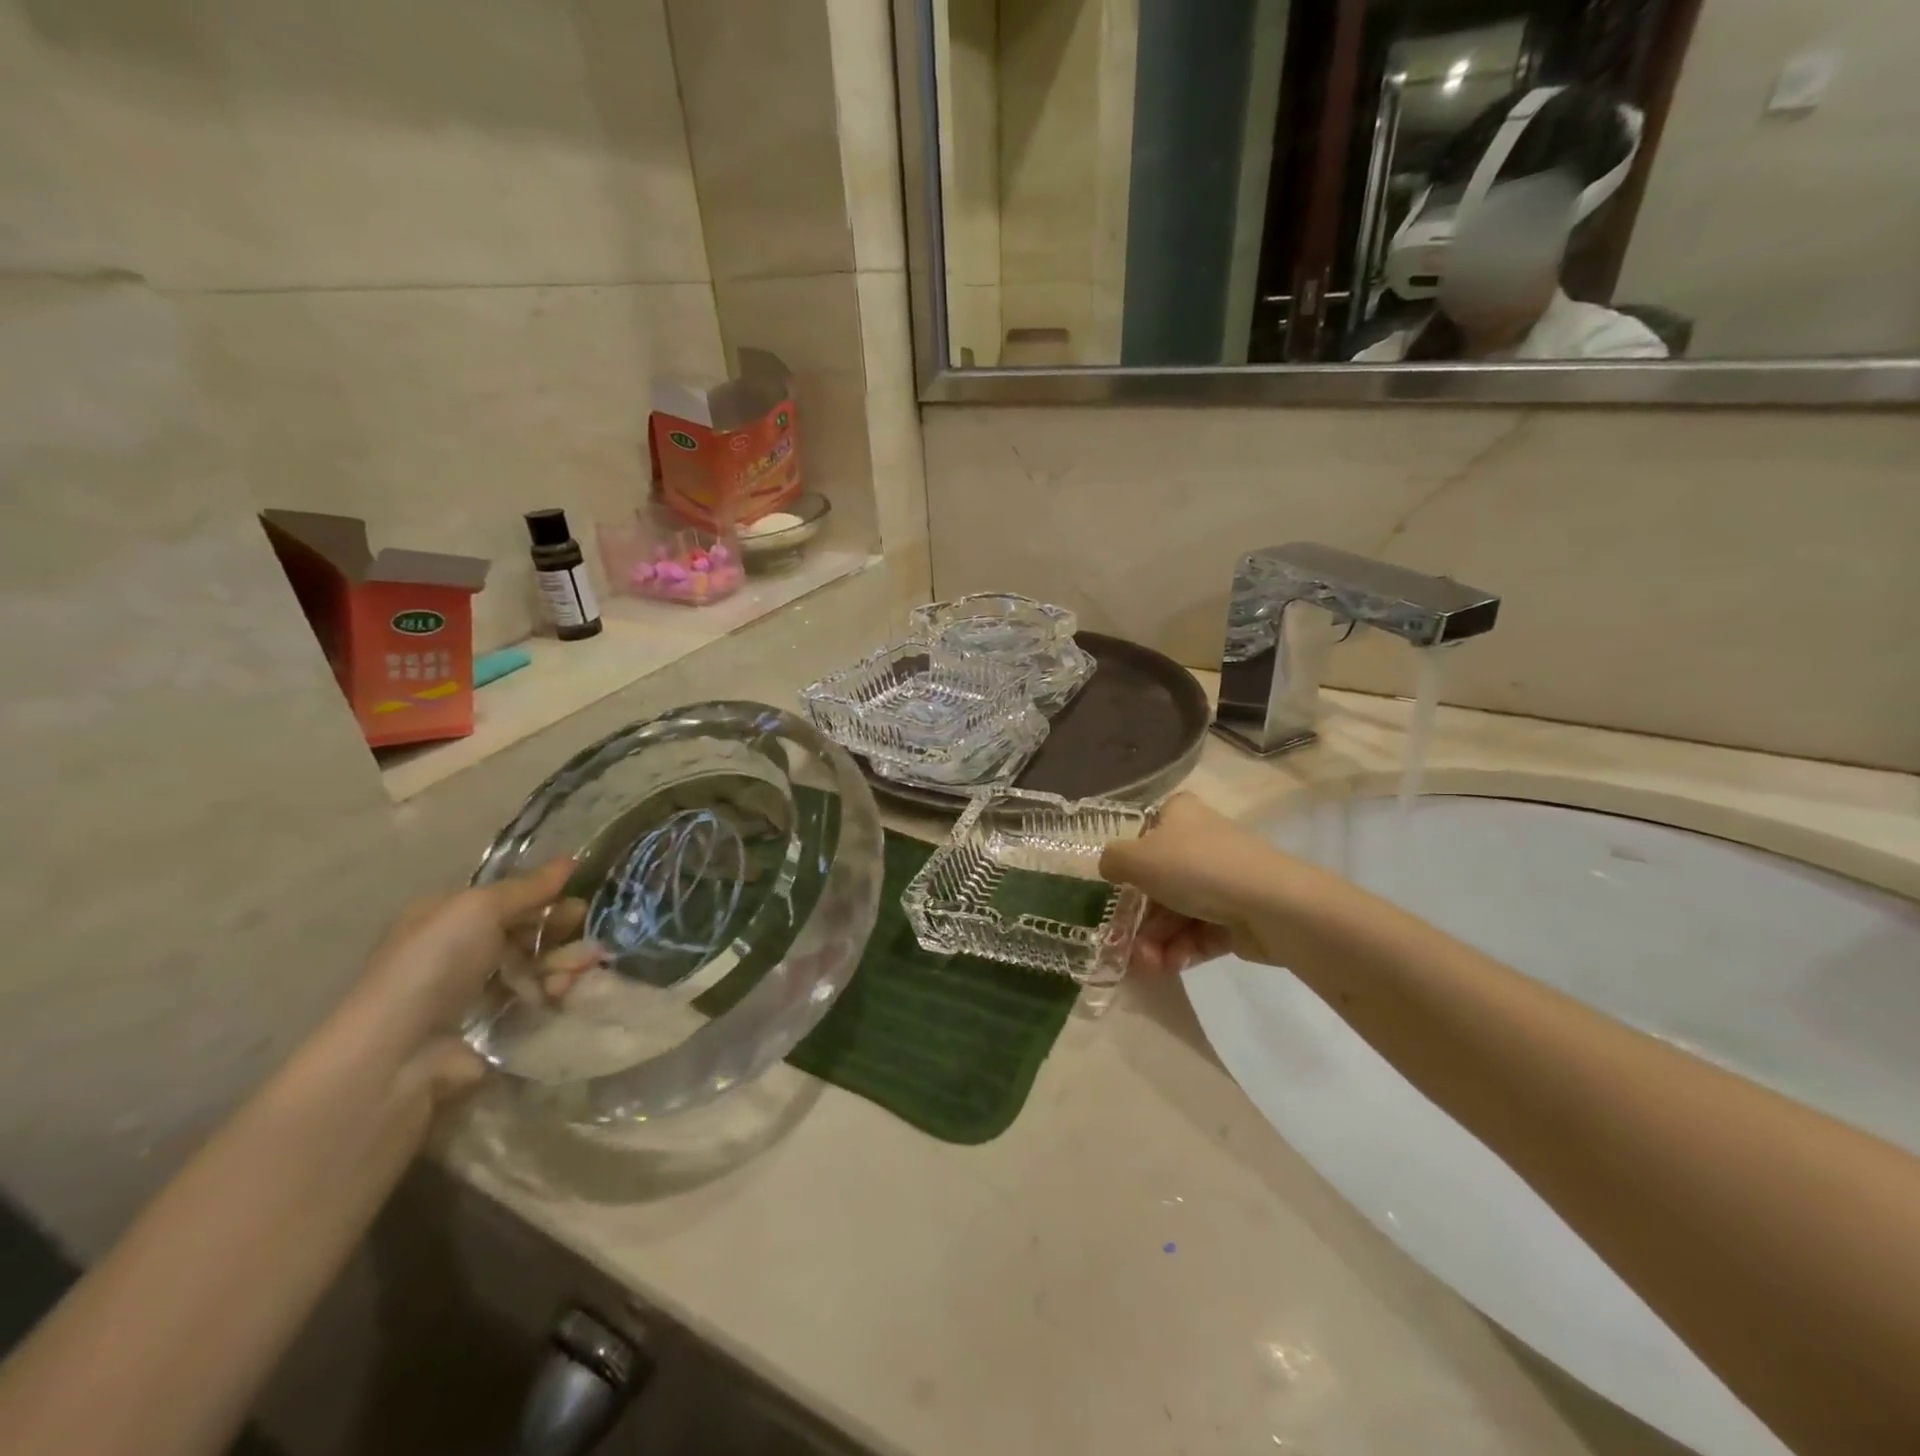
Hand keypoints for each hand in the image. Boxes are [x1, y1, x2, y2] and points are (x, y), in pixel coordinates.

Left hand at [329, 860, 603, 1100]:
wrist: (398, 1051)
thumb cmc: (434, 964)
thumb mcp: (480, 908)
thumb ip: (528, 887)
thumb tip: (570, 860)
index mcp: (448, 916)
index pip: (507, 899)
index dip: (544, 896)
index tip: (579, 898)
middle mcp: (458, 950)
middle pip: (524, 932)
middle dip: (560, 933)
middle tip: (587, 939)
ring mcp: (472, 991)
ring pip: (533, 967)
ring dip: (561, 964)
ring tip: (573, 973)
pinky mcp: (487, 1027)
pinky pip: (530, 1001)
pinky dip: (550, 994)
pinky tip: (559, 994)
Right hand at [1099, 793, 1292, 975]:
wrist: (1270, 903)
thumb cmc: (1195, 868)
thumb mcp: (1136, 858)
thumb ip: (1112, 861)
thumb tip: (1110, 868)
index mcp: (1180, 816)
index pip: (1146, 833)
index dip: (1127, 863)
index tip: (1113, 892)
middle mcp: (1201, 843)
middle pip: (1158, 882)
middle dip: (1138, 919)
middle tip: (1122, 945)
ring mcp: (1222, 880)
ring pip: (1177, 912)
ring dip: (1155, 941)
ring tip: (1147, 966)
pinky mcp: (1238, 916)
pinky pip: (1200, 933)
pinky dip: (1181, 950)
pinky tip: (1167, 967)